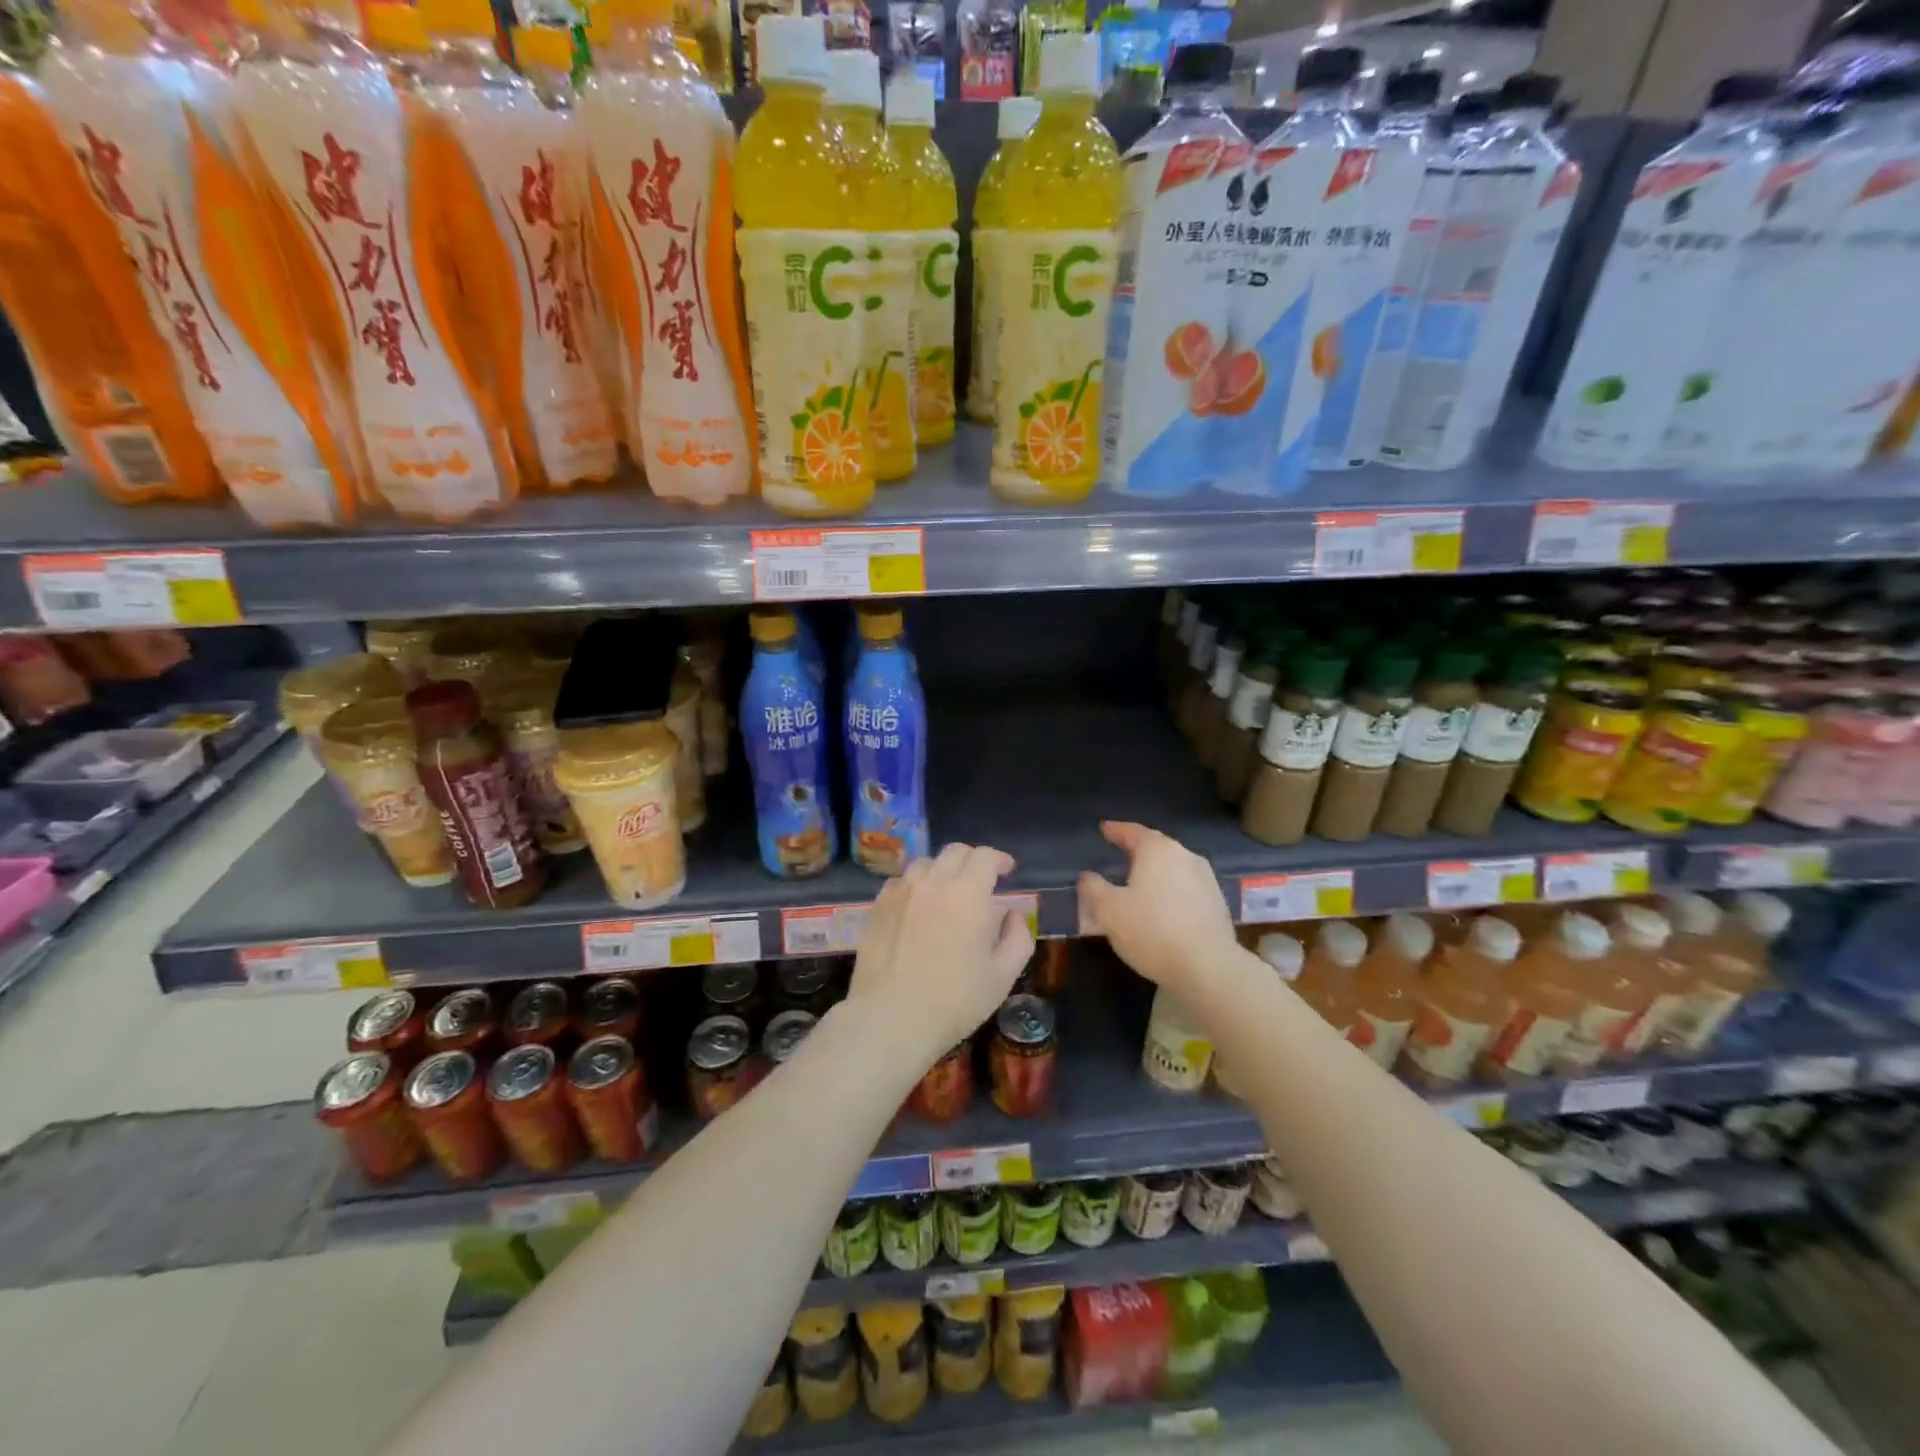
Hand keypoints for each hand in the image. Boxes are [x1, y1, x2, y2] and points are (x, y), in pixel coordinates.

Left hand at [847, 842, 1034, 1061]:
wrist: (891, 1017)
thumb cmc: (954, 1000)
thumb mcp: (1003, 976)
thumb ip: (1018, 938)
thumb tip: (1013, 915)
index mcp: (968, 892)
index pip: (985, 856)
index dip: (999, 859)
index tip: (1007, 871)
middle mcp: (933, 881)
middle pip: (955, 852)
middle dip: (973, 860)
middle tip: (981, 881)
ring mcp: (901, 891)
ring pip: (925, 863)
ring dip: (942, 871)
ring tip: (947, 893)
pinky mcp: (878, 906)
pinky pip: (900, 882)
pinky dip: (915, 885)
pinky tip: (917, 906)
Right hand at [1077, 821, 1238, 992]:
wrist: (1209, 967)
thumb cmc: (1152, 931)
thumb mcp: (1108, 911)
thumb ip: (1093, 888)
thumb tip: (1087, 876)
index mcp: (1157, 850)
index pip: (1132, 832)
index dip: (1115, 830)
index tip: (1104, 829)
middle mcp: (1185, 856)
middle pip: (1156, 847)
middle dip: (1137, 850)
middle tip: (1120, 853)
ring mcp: (1206, 879)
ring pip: (1173, 868)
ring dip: (1156, 872)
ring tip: (1140, 882)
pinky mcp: (1218, 903)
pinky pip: (1186, 888)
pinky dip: (1171, 891)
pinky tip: (1162, 906)